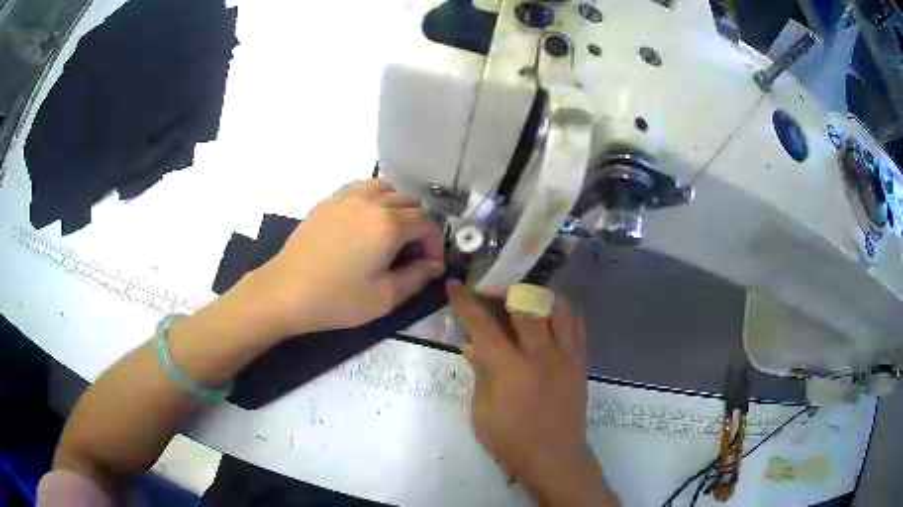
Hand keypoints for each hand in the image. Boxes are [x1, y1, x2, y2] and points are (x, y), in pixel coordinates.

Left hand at [243, 179, 444, 336]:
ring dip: (397, 208)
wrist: (285, 291)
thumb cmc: (337, 300)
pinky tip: (364, 223)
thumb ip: (418, 277)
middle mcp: (373, 201)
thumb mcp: (384, 298)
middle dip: (419, 227)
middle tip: (409, 254)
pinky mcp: (329, 200)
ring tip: (389, 234)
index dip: (435, 245)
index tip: (429, 266)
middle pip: (411, 203)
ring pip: (387, 189)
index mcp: (390, 225)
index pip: (428, 224)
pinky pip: (362, 188)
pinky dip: (374, 200)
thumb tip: (435, 264)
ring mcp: (348, 196)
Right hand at [447, 282, 618, 506]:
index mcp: (511, 371)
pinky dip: (560, 311)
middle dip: (504, 290)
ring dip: (537, 296)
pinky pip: (576, 323)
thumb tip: (470, 342)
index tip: (455, 285)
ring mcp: (567, 356)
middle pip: (526, 303)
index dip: (466, 303)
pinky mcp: (581, 361)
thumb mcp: (482, 413)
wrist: (556, 459)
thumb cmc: (512, 442)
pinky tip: (547, 315)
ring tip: (521, 299)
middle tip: (490, 293)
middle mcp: (543, 355)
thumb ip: (479, 372)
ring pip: (558, 306)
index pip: (484, 326)